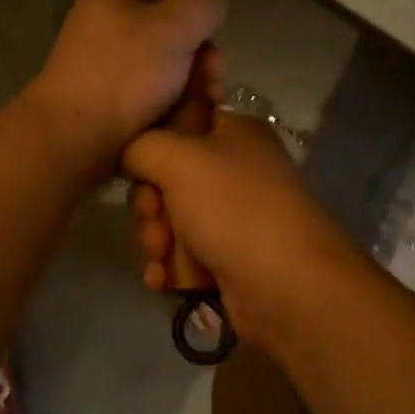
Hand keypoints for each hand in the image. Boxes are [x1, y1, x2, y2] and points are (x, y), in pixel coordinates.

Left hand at [21, 0, 226, 176]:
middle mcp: (106, 26)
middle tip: (213, 78)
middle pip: (171, 30)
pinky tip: (187, 122)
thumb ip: (204, 5)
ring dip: (194, 86)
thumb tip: (211, 7)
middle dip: (201, 55)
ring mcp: (107, 67)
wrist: (74, 140)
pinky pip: (153, 96)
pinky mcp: (110, 103)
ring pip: (167, 68)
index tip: (210, 29)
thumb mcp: (175, 25)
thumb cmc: (124, 73)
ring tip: (205, 106)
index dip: (192, 1)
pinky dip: (173, 107)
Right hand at [123, 111, 361, 348]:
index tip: (139, 170)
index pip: (177, 124)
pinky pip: (183, 254)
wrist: (288, 289)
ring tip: (163, 258)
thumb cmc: (234, 209)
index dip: (151, 149)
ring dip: (157, 241)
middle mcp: (235, 169)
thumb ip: (140, 146)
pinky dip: (171, 267)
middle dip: (150, 207)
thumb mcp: (178, 159)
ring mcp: (233, 216)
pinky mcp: (229, 257)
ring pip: (170, 220)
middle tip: (156, 224)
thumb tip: (126, 155)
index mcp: (234, 132)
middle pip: (166, 178)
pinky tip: (165, 281)